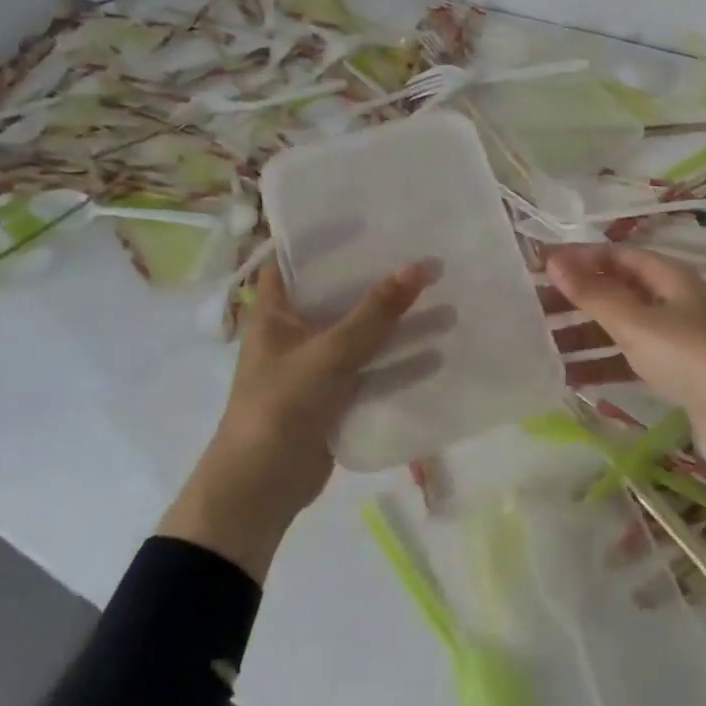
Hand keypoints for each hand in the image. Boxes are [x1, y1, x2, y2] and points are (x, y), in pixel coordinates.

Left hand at [160, 260, 437, 577]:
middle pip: (341, 292)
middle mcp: (295, 329)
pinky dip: (399, 361)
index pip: (297, 255)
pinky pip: (371, 368)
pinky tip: (437, 352)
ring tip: (446, 299)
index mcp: (275, 309)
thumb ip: (375, 314)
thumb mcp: (329, 354)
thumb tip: (420, 266)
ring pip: (363, 332)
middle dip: (380, 277)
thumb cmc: (280, 406)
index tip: (371, 215)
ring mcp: (316, 363)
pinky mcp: (334, 395)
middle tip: (424, 252)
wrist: (259, 490)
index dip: (329, 233)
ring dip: (399, 320)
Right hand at [544, 245, 705, 512]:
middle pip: (613, 290)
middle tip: (530, 308)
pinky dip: (602, 363)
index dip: (576, 257)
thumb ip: (594, 294)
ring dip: (583, 334)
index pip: (613, 255)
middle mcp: (669, 299)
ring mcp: (672, 336)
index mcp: (666, 276)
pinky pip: (628, 357)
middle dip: (574, 298)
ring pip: (618, 326)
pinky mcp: (673, 370)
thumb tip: (554, 260)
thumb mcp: (638, 322)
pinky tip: (569, 376)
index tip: (537, 266)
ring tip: (539, 344)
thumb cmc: (693, 356)